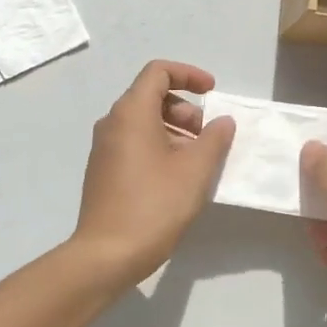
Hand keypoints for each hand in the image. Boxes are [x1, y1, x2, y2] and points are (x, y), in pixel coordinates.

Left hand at [71, 60, 235, 289]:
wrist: (106, 254)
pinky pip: (134, 142)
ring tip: (198, 160)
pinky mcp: (103, 169)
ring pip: (143, 121)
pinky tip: (177, 176)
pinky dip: (159, 145)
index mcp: (131, 112)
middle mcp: (113, 122)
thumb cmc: (154, 205)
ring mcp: (104, 147)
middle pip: (151, 95)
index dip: (189, 74)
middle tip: (208, 136)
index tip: (213, 92)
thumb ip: (214, 139)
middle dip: (185, 108)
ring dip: (175, 129)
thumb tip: (223, 121)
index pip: (158, 72)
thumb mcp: (194, 171)